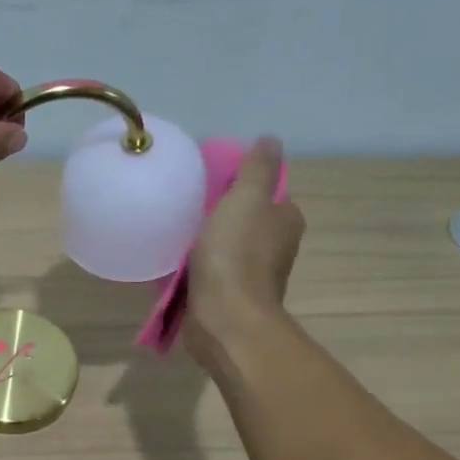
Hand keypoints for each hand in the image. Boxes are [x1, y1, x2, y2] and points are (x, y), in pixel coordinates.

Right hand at [184, 137, 305, 371]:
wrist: (224, 319)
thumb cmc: (236, 255)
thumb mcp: (247, 198)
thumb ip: (257, 168)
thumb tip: (270, 140)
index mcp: (285, 222)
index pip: (268, 192)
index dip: (243, 183)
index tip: (213, 180)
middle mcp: (274, 249)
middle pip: (246, 220)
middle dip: (221, 213)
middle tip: (188, 202)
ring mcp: (250, 276)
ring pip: (226, 248)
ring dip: (205, 242)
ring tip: (175, 230)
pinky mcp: (226, 298)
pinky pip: (209, 274)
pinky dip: (195, 268)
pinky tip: (173, 263)